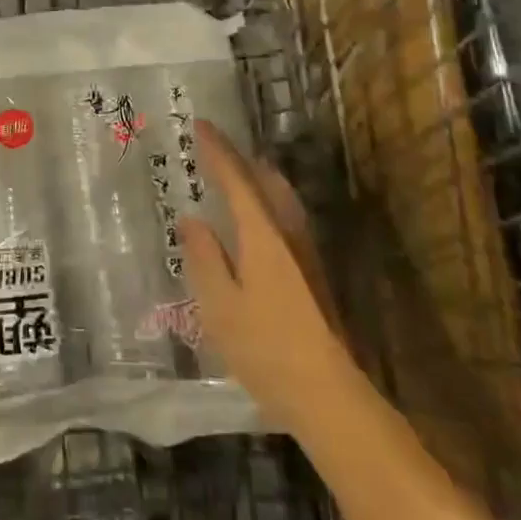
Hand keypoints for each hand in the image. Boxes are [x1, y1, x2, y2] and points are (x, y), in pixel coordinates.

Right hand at [179, 121, 354, 432]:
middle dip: (240, 159)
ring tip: (235, 172)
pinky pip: (285, 216)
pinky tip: (256, 218)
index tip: (200, 125)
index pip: (236, 180)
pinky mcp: (313, 273)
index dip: (218, 151)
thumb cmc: (265, 348)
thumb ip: (204, 258)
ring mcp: (305, 253)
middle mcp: (288, 233)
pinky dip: (267, 201)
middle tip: (215, 146)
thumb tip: (192, 220)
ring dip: (257, 177)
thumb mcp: (219, 305)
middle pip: (265, 181)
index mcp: (262, 235)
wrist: (328, 393)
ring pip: (281, 198)